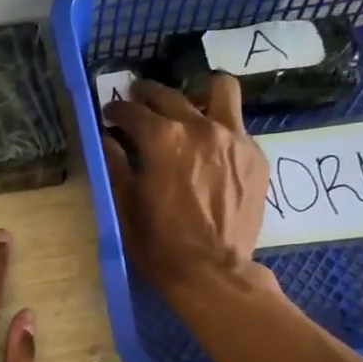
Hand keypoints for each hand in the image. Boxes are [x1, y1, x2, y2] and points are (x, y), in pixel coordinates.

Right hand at [102, 75, 271, 298]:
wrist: (213, 271)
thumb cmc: (160, 243)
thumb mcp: (126, 205)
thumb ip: (116, 164)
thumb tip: (107, 138)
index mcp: (162, 139)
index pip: (133, 111)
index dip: (116, 110)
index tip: (110, 115)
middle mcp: (200, 127)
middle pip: (170, 94)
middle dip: (148, 94)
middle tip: (139, 103)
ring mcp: (234, 138)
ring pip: (220, 90)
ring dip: (199, 94)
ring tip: (188, 109)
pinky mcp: (255, 155)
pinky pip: (237, 125)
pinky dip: (219, 128)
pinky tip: (210, 150)